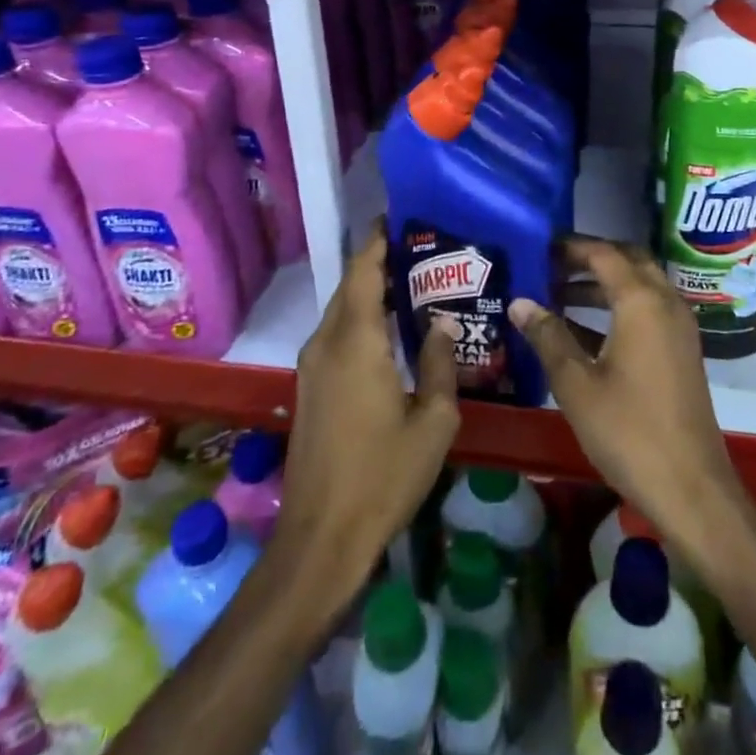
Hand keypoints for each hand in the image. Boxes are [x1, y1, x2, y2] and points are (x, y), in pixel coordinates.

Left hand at [278, 231, 459, 578]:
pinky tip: (393, 331)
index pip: (364, 269)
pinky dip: (362, 318)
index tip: (404, 216)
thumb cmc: (383, 477)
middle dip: (381, 261)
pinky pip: (337, 333)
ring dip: (372, 291)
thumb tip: (446, 321)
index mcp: (356, 340)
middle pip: (351, 284)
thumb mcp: (433, 422)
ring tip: (416, 284)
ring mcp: (312, 365)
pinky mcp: (309, 386)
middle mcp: (327, 342)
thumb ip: (441, 362)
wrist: (320, 539)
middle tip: (425, 251)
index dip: (380, 238)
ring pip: (342, 309)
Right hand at [508, 238, 750, 553]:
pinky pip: (648, 310)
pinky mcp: (682, 350)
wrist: (691, 488)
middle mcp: (665, 302)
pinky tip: (583, 331)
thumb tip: (520, 302)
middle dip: (589, 259)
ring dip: (602, 284)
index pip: (603, 253)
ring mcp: (679, 327)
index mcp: (641, 301)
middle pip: (627, 261)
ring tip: (557, 294)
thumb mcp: (577, 384)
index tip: (538, 248)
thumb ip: (548, 337)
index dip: (570, 247)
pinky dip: (618, 307)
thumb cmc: (629, 431)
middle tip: (550, 266)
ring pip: (639, 285)